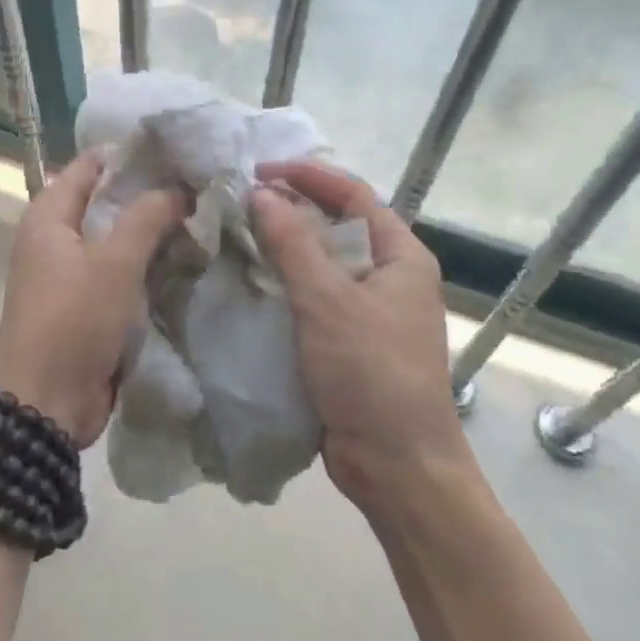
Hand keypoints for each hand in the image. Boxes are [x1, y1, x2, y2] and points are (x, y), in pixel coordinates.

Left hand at [0, 151, 185, 446]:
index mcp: (50, 215)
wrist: (46, 404)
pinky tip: (188, 258)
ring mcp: (72, 272)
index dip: (132, 155)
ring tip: (204, 217)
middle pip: (108, 202)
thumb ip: (147, 217)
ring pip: (118, 238)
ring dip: (154, 232)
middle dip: (151, 195)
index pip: (92, 165)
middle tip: (201, 185)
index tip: (179, 150)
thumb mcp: (114, 261)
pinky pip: (122, 272)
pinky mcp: (88, 304)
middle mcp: (57, 237)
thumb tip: (178, 188)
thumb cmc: (74, 319)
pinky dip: (149, 264)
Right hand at [251, 161, 468, 516]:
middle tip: (242, 202)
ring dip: (286, 247)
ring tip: (238, 235)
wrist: (399, 468)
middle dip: (292, 209)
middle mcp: (390, 276)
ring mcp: (372, 311)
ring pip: (324, 263)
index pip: (353, 194)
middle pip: (338, 225)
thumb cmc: (371, 372)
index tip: (259, 172)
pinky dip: (286, 284)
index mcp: (401, 255)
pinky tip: (252, 283)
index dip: (308, 176)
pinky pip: (316, 297)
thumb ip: (292, 243)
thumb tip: (261, 194)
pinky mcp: (351, 341)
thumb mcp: (328, 300)